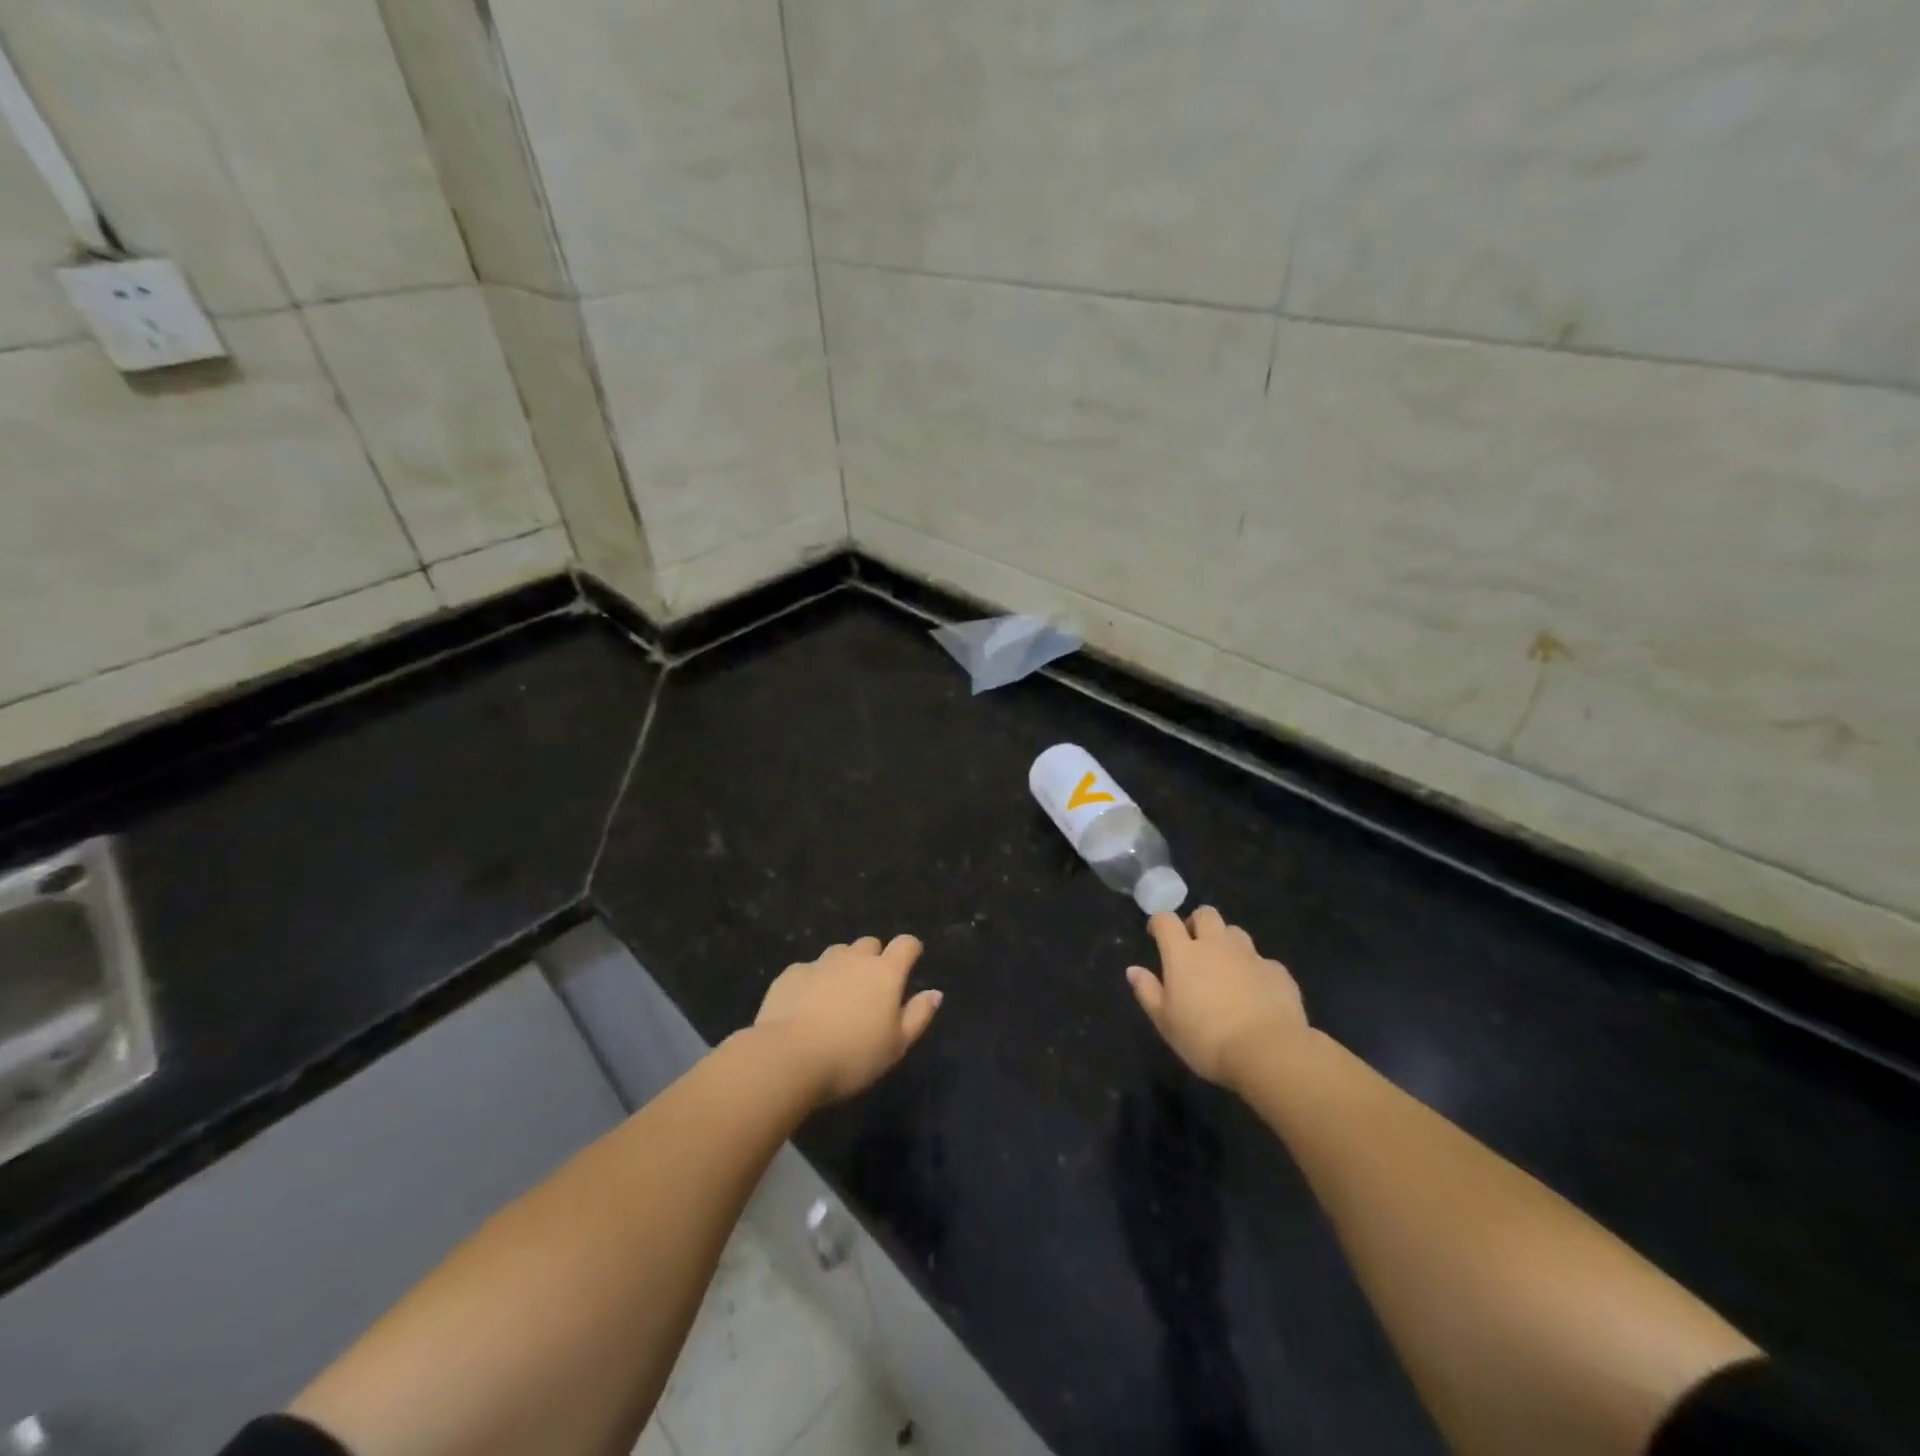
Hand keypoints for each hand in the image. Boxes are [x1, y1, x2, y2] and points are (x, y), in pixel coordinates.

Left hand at [755, 935, 942, 1102]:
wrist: (788, 1057)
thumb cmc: (852, 1056)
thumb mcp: (896, 1045)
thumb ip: (918, 1015)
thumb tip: (935, 993)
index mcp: (885, 973)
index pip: (906, 944)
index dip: (910, 950)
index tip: (910, 962)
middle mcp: (854, 959)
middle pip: (870, 944)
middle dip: (874, 958)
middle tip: (870, 988)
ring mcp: (820, 963)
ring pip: (838, 953)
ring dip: (843, 967)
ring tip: (838, 997)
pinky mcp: (791, 974)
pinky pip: (808, 969)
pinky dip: (813, 981)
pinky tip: (805, 1007)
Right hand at [1127, 907, 1308, 1091]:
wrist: (1268, 1052)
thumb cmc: (1206, 1039)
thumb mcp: (1165, 1021)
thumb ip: (1148, 991)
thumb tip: (1133, 970)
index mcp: (1183, 953)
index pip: (1165, 920)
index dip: (1159, 923)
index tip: (1156, 935)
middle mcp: (1216, 945)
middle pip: (1205, 914)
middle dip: (1197, 923)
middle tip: (1194, 947)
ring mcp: (1250, 955)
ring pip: (1235, 932)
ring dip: (1226, 942)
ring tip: (1225, 967)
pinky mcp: (1277, 971)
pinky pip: (1262, 961)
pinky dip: (1254, 970)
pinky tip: (1255, 993)